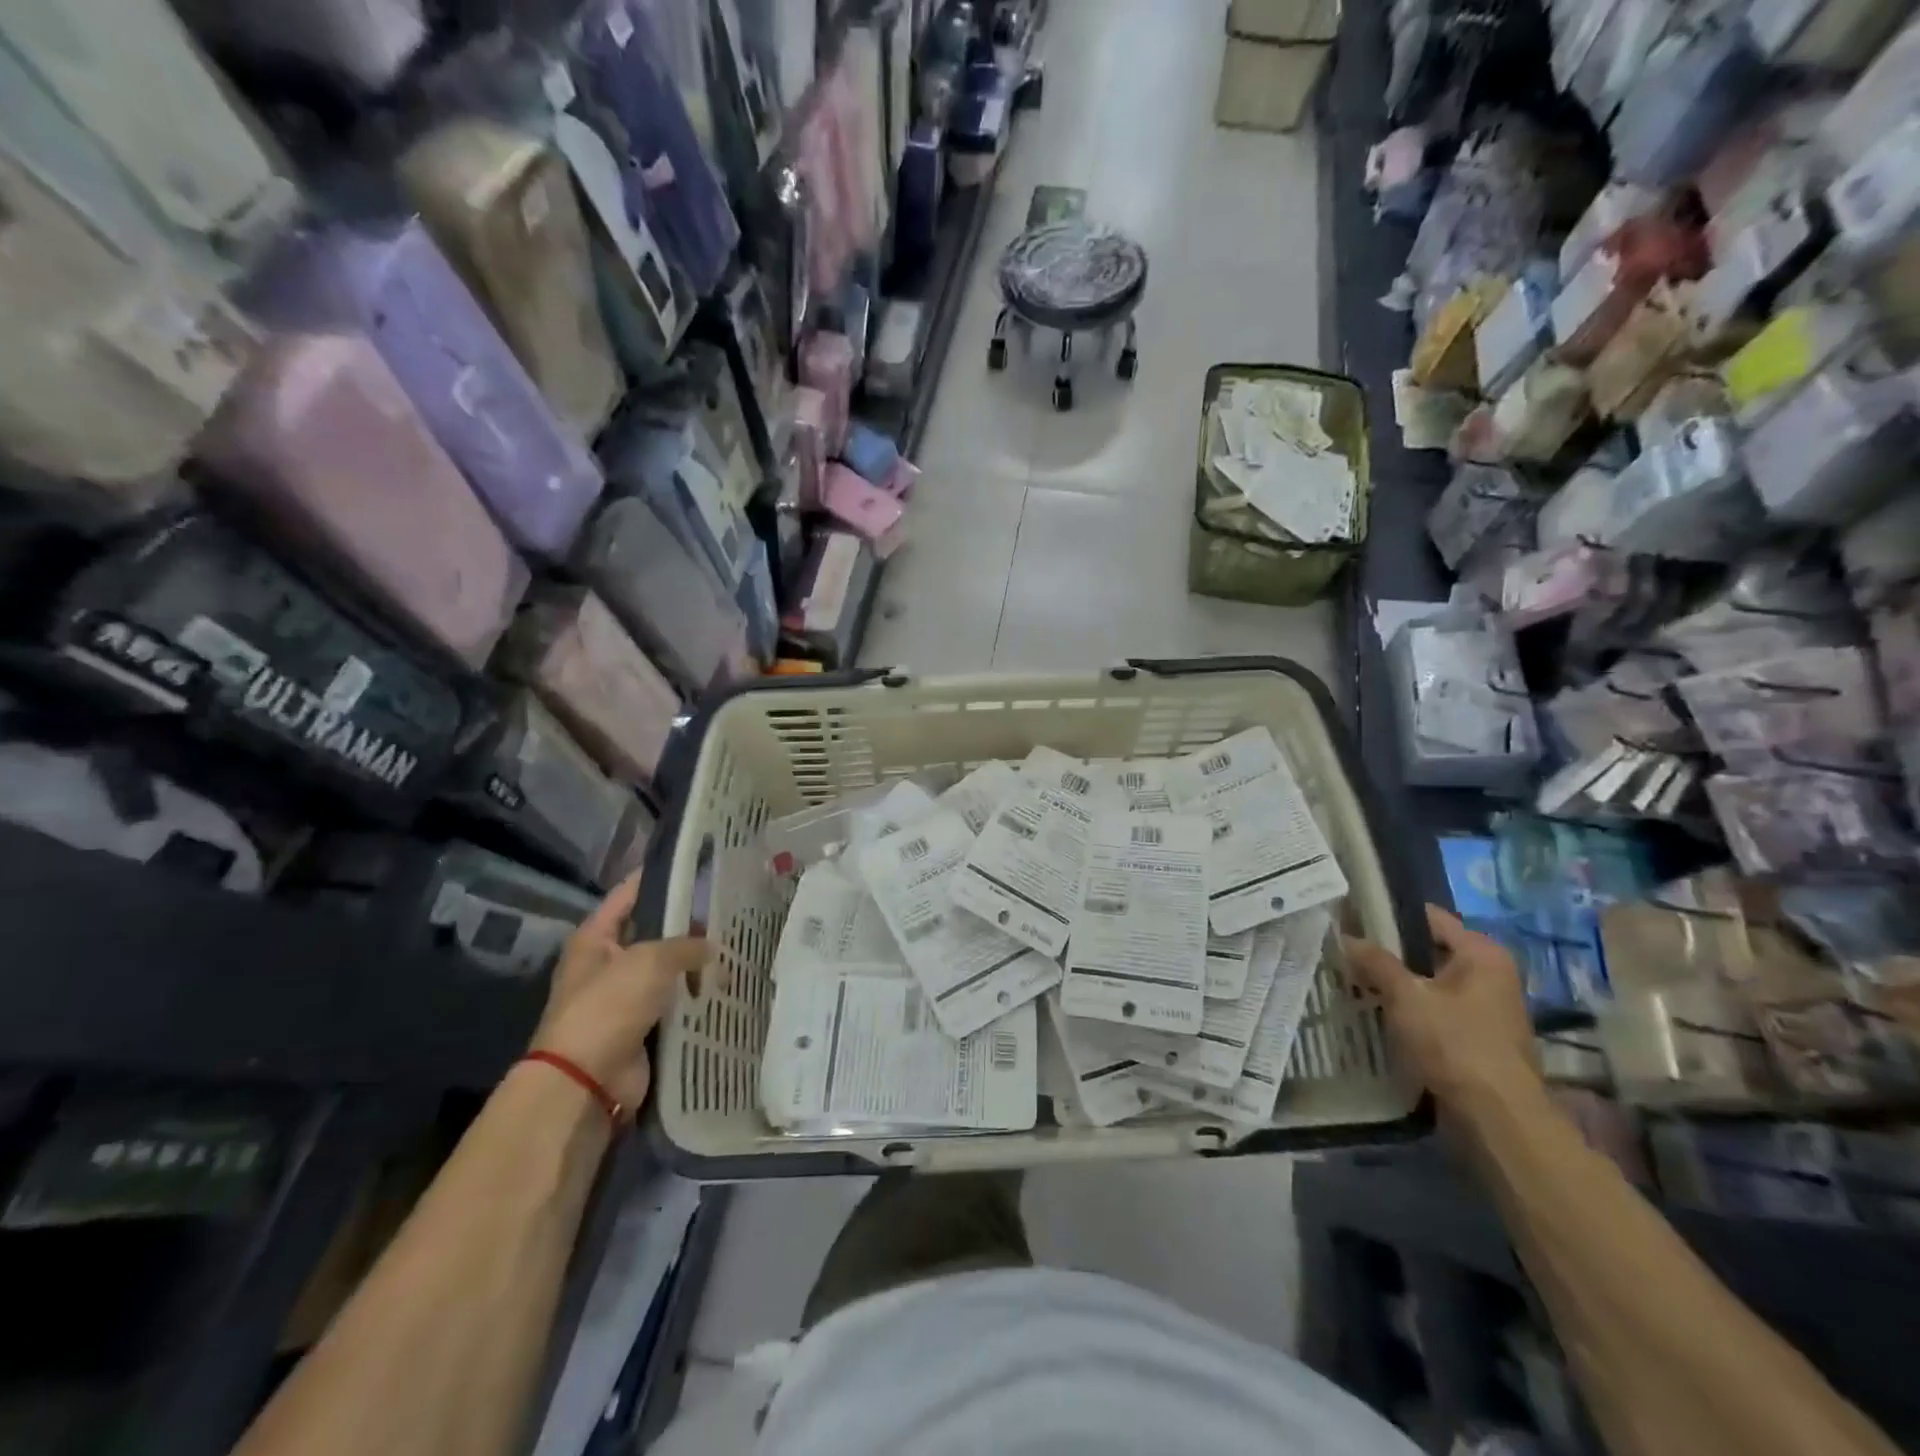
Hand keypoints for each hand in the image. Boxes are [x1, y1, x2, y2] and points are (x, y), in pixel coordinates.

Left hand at [529, 873, 707, 1114]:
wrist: (586, 1081)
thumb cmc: (609, 1006)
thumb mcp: (650, 960)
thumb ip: (686, 945)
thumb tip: (711, 948)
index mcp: (595, 938)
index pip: (629, 895)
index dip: (660, 878)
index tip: (696, 866)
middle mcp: (606, 964)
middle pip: (652, 933)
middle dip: (687, 925)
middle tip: (728, 910)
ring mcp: (623, 999)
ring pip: (667, 972)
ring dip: (694, 966)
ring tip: (735, 948)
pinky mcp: (641, 1029)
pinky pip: (673, 1006)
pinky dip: (694, 1000)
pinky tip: (726, 988)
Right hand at [1343, 905, 1538, 1108]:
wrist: (1498, 1118)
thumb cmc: (1454, 1044)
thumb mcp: (1405, 997)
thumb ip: (1375, 962)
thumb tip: (1346, 936)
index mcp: (1482, 953)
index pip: (1429, 917)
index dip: (1389, 915)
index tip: (1352, 918)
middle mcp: (1491, 973)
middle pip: (1429, 950)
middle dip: (1390, 953)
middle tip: (1348, 953)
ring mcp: (1488, 1007)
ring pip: (1431, 982)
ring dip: (1399, 984)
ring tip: (1356, 981)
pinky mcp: (1479, 1037)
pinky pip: (1437, 1009)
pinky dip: (1412, 1009)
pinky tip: (1380, 1013)